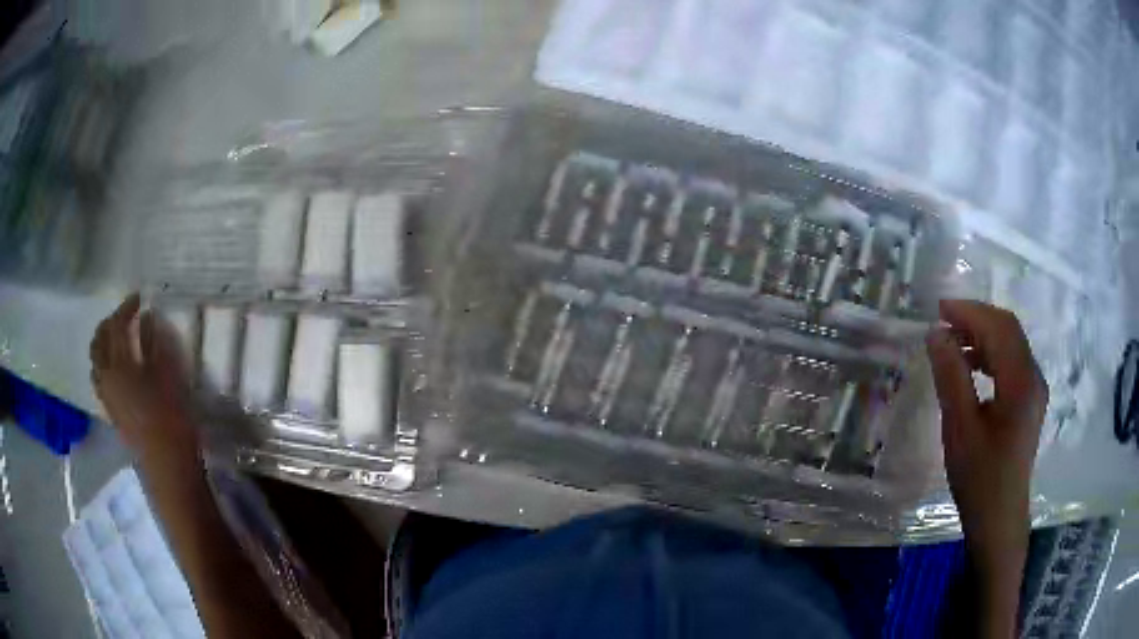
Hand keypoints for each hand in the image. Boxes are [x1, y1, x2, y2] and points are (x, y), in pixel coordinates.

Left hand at [90, 294, 197, 463]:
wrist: (167, 469)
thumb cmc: (170, 419)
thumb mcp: (167, 375)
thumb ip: (154, 342)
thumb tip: (147, 317)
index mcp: (118, 364)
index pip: (116, 326)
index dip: (126, 308)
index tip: (139, 298)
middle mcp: (106, 377)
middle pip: (98, 342)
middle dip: (109, 323)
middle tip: (125, 315)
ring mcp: (106, 396)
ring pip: (96, 361)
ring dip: (104, 343)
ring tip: (119, 338)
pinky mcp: (112, 412)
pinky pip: (99, 378)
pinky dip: (104, 363)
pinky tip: (118, 367)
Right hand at [926, 300, 1047, 573]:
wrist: (999, 519)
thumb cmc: (979, 478)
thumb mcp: (960, 429)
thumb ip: (951, 377)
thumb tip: (936, 334)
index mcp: (1021, 382)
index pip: (999, 328)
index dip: (970, 312)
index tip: (939, 310)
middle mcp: (1034, 377)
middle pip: (1008, 330)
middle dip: (976, 318)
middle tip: (943, 321)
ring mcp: (1034, 389)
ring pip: (1010, 345)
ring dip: (982, 336)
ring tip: (952, 342)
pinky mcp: (1029, 401)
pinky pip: (1011, 363)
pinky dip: (990, 355)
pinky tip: (971, 366)